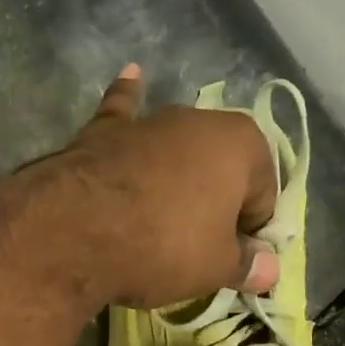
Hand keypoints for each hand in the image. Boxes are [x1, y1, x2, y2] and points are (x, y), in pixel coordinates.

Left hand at [12, 65, 281, 310]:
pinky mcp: (101, 132)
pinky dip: (127, 98)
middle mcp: (197, 120)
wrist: (75, 230)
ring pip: (173, 152)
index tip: (229, 263)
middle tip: (191, 249)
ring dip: (175, 174)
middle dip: (211, 205)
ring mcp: (146, 122)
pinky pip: (122, 114)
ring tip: (162, 213)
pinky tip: (132, 75)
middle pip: (216, 172)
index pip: (262, 198)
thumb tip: (270, 270)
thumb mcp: (215, 267)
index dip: (249, 235)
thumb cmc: (163, 246)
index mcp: (241, 144)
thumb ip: (246, 264)